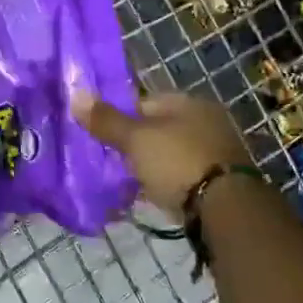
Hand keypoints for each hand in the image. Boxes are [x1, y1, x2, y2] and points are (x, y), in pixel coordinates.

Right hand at [70, 89, 253, 220]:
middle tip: (112, 160)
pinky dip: (166, 182)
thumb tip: (76, 94)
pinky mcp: (219, 180)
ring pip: (170, 153)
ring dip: (151, 165)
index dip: (119, 116)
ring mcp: (215, 151)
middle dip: (135, 143)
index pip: (144, 101)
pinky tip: (151, 195)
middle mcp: (206, 121)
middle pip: (158, 128)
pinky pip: (182, 175)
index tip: (101, 136)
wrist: (225, 208)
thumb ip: (107, 121)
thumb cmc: (177, 162)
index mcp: (188, 102)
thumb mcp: (136, 140)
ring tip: (127, 181)